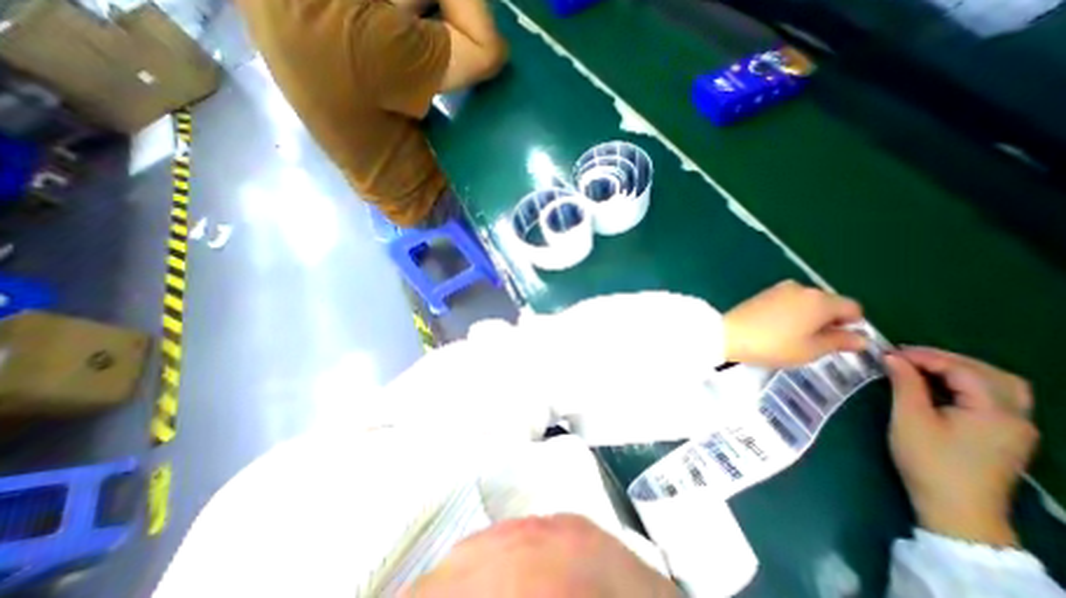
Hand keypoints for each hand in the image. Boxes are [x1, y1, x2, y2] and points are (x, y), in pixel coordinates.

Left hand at [724, 280, 864, 369]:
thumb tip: (860, 338)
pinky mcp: (763, 293)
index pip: (852, 308)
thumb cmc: (774, 345)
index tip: (838, 341)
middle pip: (828, 302)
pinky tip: (778, 328)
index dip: (851, 325)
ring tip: (794, 336)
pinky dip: (790, 312)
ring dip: (808, 316)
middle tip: (815, 341)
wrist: (730, 334)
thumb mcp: (811, 350)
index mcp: (820, 300)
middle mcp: (802, 288)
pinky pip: (788, 301)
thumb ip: (839, 342)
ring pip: (806, 302)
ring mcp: (779, 288)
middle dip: (828, 320)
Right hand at [884, 347, 1042, 545]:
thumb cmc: (929, 460)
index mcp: (995, 412)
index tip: (889, 353)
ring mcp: (1016, 427)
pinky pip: (995, 397)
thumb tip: (893, 357)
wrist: (956, 507)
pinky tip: (940, 385)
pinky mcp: (1006, 435)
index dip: (925, 356)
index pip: (963, 370)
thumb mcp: (909, 418)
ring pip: (998, 384)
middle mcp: (1016, 416)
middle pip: (989, 373)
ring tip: (922, 367)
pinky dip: (968, 383)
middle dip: (946, 359)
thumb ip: (905, 384)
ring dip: (961, 370)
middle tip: (906, 356)